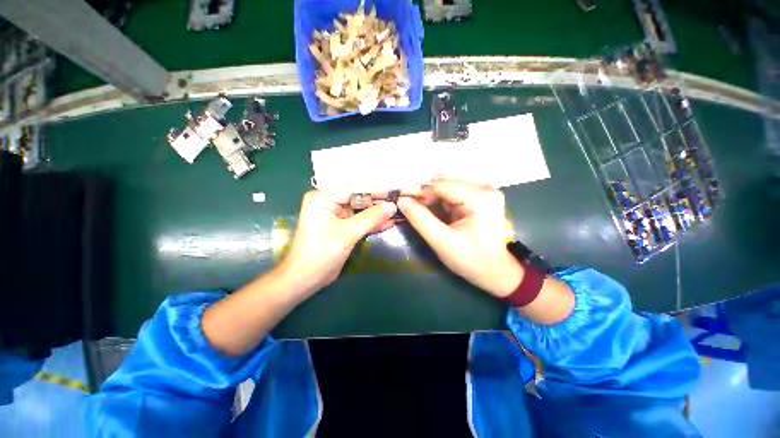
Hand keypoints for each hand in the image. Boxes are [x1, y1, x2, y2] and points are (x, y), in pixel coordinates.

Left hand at [277, 187, 397, 295]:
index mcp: (323, 197)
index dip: (377, 189)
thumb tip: (392, 206)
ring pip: (361, 209)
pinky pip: (358, 220)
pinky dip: (371, 222)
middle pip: (359, 197)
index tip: (396, 190)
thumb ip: (371, 218)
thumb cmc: (322, 254)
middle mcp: (328, 201)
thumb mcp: (348, 233)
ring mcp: (334, 213)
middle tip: (399, 201)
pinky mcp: (340, 225)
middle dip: (378, 201)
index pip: (355, 188)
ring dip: (377, 212)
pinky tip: (388, 222)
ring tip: (397, 211)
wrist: (306, 279)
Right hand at [398, 179, 522, 297]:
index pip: (441, 185)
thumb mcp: (442, 241)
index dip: (420, 194)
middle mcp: (484, 188)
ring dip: (432, 199)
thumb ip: (420, 219)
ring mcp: (483, 192)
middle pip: (444, 183)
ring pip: (447, 187)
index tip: (404, 203)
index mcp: (480, 197)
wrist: (494, 272)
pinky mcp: (480, 198)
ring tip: (421, 213)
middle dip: (426, 196)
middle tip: (411, 209)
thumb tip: (401, 201)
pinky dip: (440, 202)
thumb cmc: (471, 259)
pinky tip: (434, 212)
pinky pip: (453, 193)